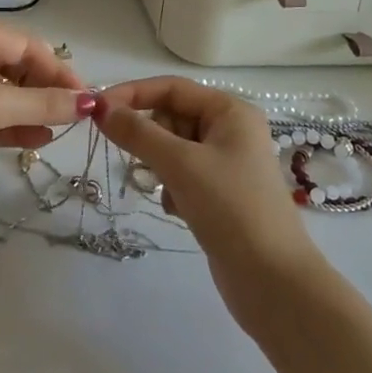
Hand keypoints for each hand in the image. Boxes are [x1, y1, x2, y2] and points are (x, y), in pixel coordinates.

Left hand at [0, 19, 92, 199]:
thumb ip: (45, 103)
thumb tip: (89, 102)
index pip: (27, 44)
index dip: (59, 69)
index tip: (85, 98)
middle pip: (17, 66)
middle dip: (45, 90)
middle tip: (74, 116)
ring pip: (5, 93)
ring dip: (32, 109)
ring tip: (60, 130)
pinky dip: (13, 125)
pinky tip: (38, 139)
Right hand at [95, 77, 318, 319]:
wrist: (274, 284)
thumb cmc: (231, 209)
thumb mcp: (180, 164)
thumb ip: (137, 132)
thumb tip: (99, 108)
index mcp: (230, 111)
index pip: (171, 88)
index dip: (132, 94)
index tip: (97, 111)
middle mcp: (230, 130)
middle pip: (171, 116)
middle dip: (149, 137)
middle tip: (137, 162)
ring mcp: (226, 164)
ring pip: (172, 147)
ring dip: (159, 166)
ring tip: (164, 190)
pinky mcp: (219, 194)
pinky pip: (181, 174)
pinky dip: (171, 187)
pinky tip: (176, 209)